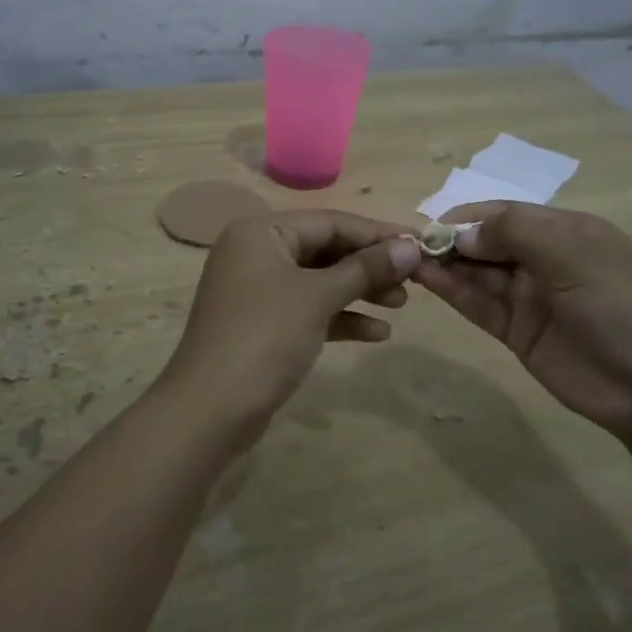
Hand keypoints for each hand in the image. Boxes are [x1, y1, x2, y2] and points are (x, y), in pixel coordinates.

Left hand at [161, 210, 422, 430]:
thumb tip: (411, 247)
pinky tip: (378, 333)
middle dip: (369, 265)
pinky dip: (341, 318)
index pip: (329, 221)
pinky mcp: (264, 326)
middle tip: (414, 279)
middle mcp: (256, 254)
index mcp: (260, 233)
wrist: (210, 410)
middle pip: (325, 249)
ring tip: (402, 304)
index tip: (420, 245)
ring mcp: (258, 292)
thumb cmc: (263, 337)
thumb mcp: (317, 297)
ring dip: (360, 291)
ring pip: (319, 282)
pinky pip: (310, 311)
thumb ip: (365, 269)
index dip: (376, 233)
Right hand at [413, 202, 631, 437]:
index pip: (505, 214)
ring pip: (478, 274)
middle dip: (452, 241)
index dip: (467, 217)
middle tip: (409, 246)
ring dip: (446, 265)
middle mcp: (545, 259)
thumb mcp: (571, 252)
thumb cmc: (618, 302)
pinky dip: (454, 292)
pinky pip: (479, 305)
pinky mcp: (518, 332)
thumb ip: (513, 233)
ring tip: (407, 260)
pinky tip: (426, 280)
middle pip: (488, 242)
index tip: (430, 224)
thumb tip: (462, 233)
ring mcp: (530, 297)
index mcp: (565, 231)